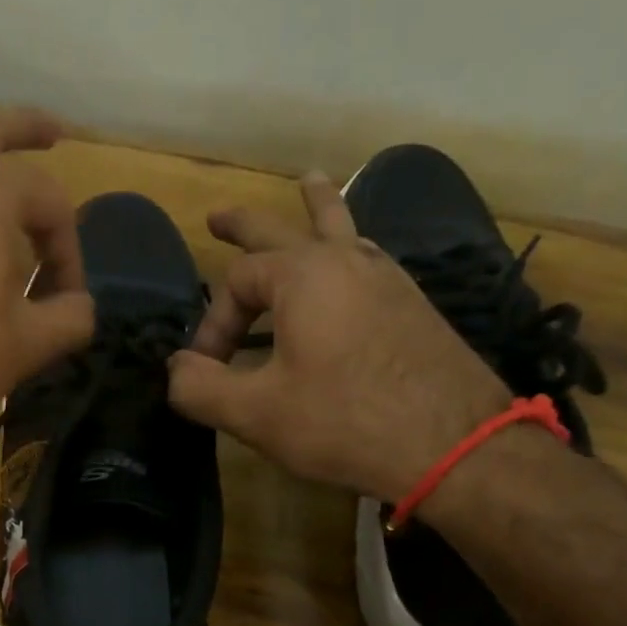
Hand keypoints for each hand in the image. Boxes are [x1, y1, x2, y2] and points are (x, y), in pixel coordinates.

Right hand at [167, 172, 508, 499]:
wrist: (452, 444)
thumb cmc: (343, 421)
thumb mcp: (256, 413)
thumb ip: (200, 388)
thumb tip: (174, 369)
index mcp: (302, 276)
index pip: (234, 284)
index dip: (212, 326)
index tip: (207, 372)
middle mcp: (345, 261)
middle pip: (285, 228)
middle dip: (245, 225)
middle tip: (218, 216)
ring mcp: (386, 278)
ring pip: (342, 229)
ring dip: (316, 208)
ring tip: (309, 182)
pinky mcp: (412, 303)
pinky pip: (368, 258)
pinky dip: (349, 246)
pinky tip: (352, 257)